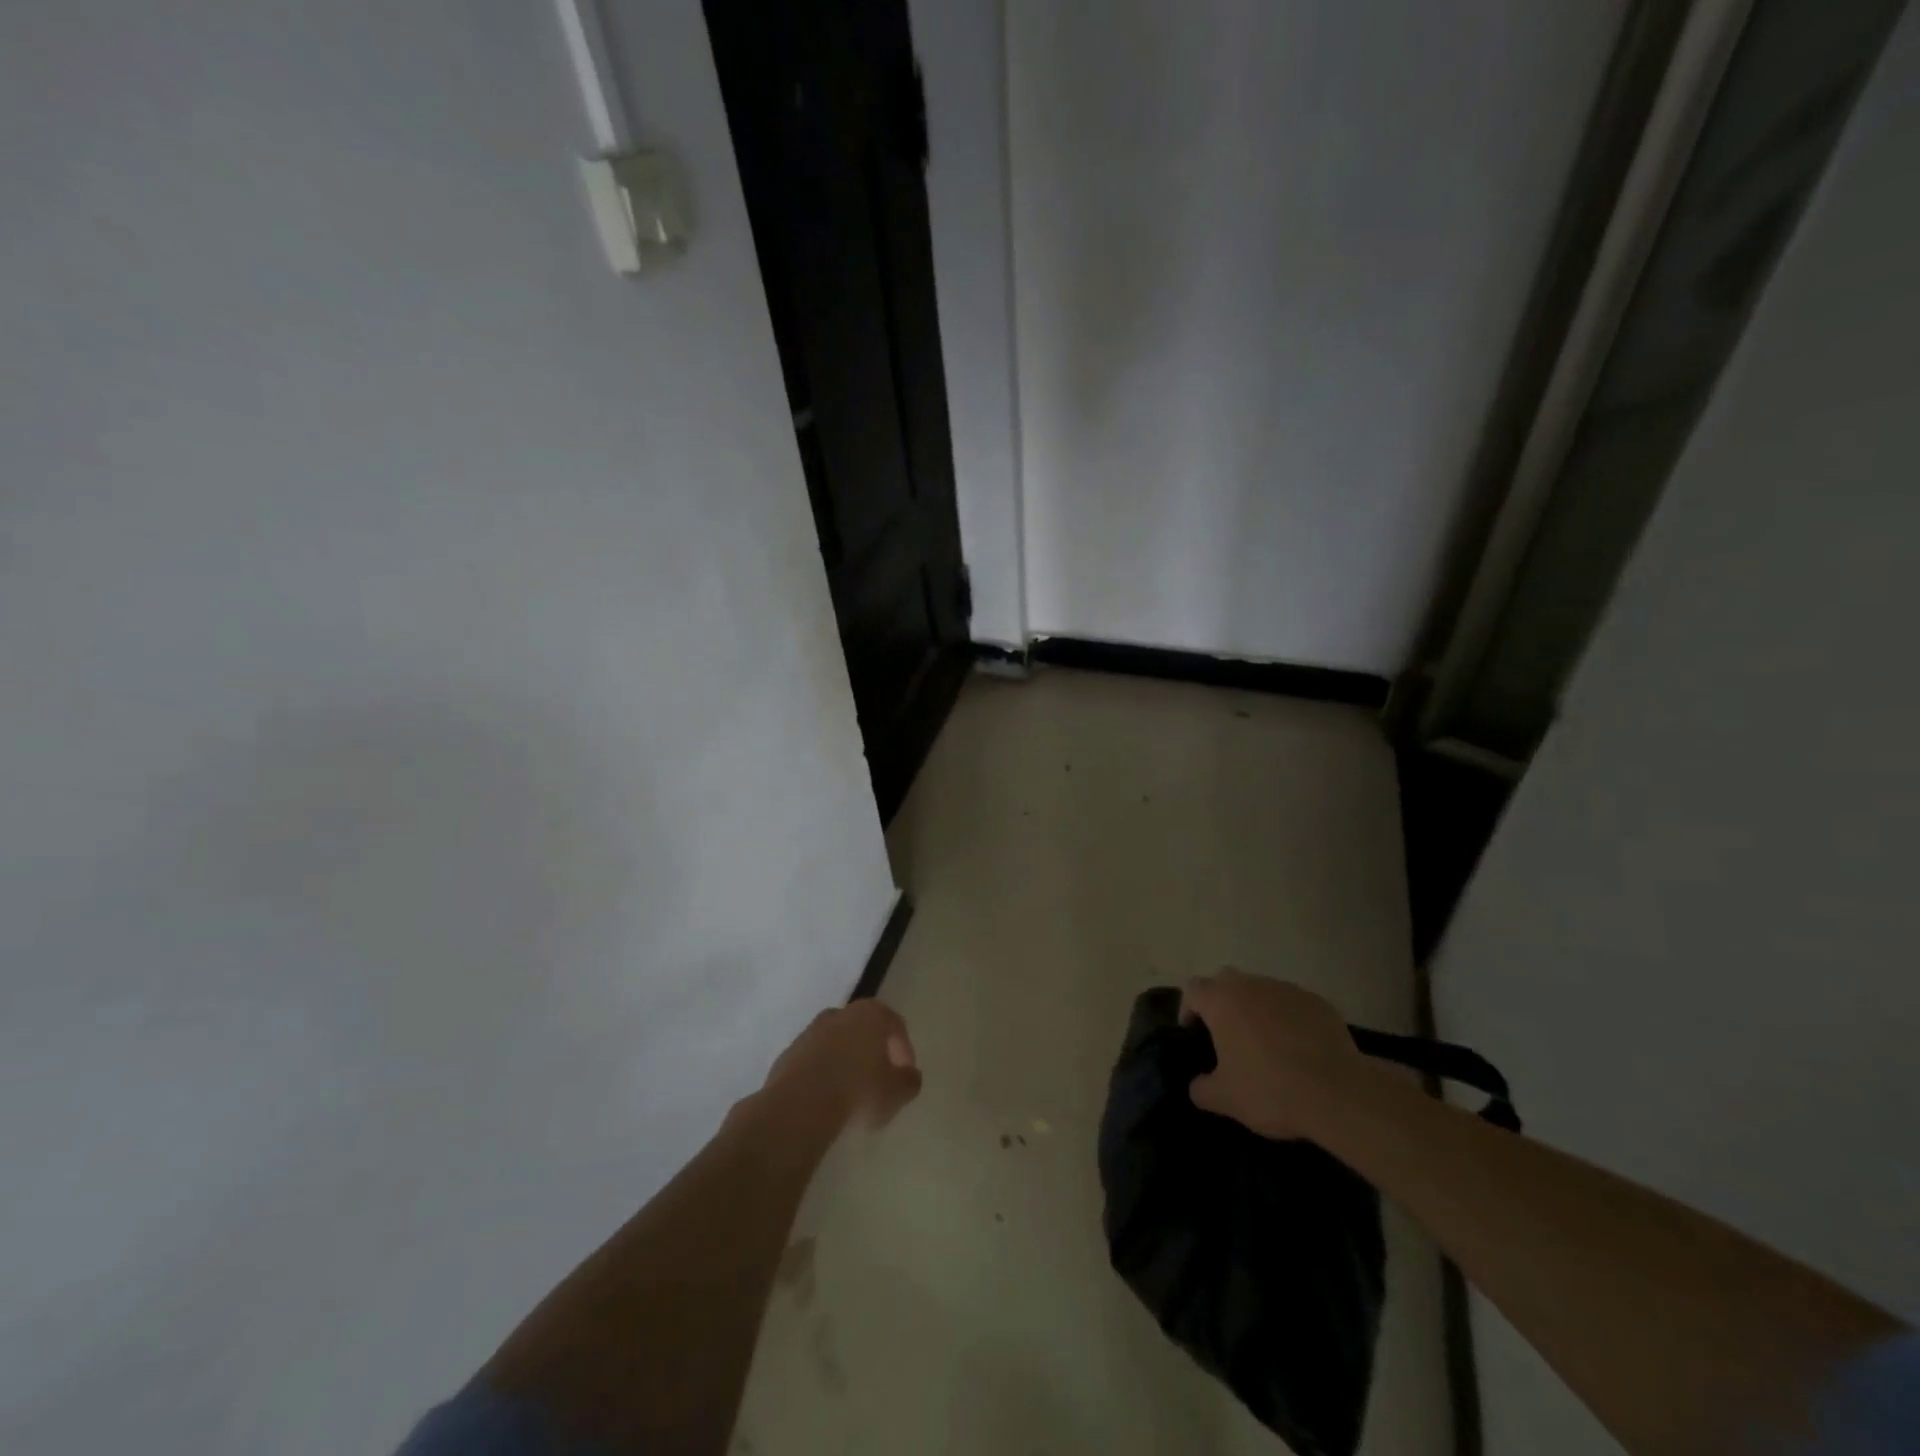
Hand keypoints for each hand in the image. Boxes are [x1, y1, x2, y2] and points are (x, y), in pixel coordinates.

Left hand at [763, 999, 922, 1129]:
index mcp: (870, 1014)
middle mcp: (840, 1014)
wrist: (799, 1106)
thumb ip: (909, 1081)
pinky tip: (826, 1098)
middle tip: (879, 1078)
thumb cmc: (858, 1092)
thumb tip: (910, 1075)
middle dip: (872, 1050)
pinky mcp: (788, 1053)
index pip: (895, 1024)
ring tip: (851, 1092)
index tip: (904, 1075)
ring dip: (845, 1061)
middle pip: (863, 1028)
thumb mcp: (896, 1092)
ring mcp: (810, 1031)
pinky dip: (822, 1073)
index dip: (904, 1049)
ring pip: (836, 1042)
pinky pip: (814, 1060)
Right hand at [1180, 969, 1370, 1141]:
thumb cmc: (1271, 1090)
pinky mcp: (1317, 1002)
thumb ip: (1202, 1089)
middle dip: (1222, 1001)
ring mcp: (1286, 990)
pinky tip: (1299, 1048)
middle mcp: (1250, 985)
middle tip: (1227, 1034)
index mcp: (1221, 1001)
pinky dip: (1288, 1018)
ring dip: (1256, 1008)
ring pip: (1261, 990)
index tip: (1193, 1032)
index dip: (1188, 1008)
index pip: (1193, 989)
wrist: (1338, 1093)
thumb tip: (1198, 1086)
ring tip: (1265, 1043)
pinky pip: (1292, 1004)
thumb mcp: (1225, 1099)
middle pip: (1226, 980)